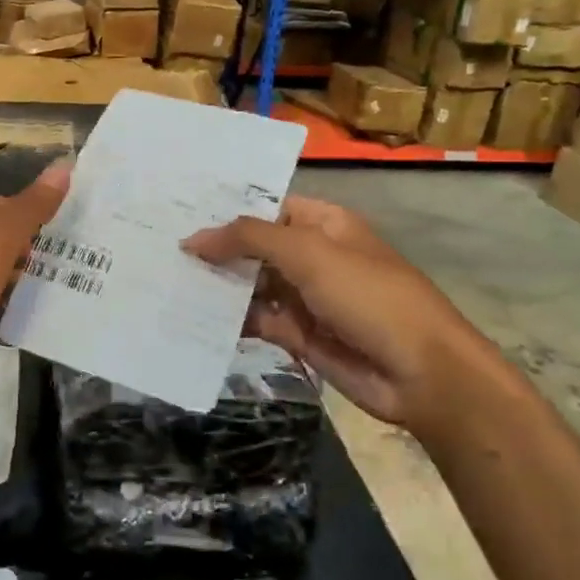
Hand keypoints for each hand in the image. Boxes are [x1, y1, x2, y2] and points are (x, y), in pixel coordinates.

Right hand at [184, 197, 483, 432]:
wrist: (420, 373)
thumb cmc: (369, 296)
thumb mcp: (309, 254)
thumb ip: (250, 239)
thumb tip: (194, 238)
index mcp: (323, 223)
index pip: (267, 206)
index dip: (227, 208)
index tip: (179, 210)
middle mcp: (312, 256)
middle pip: (255, 246)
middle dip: (215, 248)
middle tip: (159, 245)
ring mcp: (305, 297)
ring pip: (251, 285)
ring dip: (218, 285)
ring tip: (166, 279)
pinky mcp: (299, 335)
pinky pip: (257, 320)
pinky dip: (230, 320)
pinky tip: (193, 317)